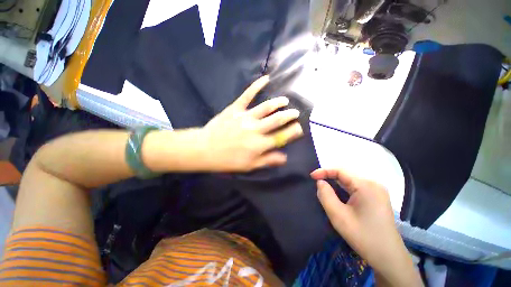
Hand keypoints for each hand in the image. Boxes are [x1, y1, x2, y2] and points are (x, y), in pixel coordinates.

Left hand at [200, 76, 302, 171]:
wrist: (205, 149)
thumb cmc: (227, 160)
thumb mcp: (249, 166)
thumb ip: (268, 160)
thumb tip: (285, 157)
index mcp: (259, 144)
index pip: (281, 137)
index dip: (293, 132)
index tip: (300, 128)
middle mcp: (256, 129)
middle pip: (277, 120)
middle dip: (289, 115)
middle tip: (296, 113)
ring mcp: (245, 117)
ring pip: (267, 107)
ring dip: (278, 103)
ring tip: (286, 101)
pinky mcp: (235, 109)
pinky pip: (248, 95)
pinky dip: (257, 85)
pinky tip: (266, 78)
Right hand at [311, 168, 422, 286]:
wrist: (388, 258)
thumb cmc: (363, 236)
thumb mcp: (338, 216)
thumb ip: (326, 195)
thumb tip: (320, 182)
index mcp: (366, 186)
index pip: (340, 171)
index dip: (323, 171)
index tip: (311, 176)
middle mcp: (373, 184)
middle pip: (346, 175)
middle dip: (329, 178)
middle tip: (316, 184)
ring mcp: (377, 191)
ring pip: (351, 182)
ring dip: (336, 184)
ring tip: (324, 189)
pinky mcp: (377, 198)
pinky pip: (356, 188)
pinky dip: (344, 190)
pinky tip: (339, 197)